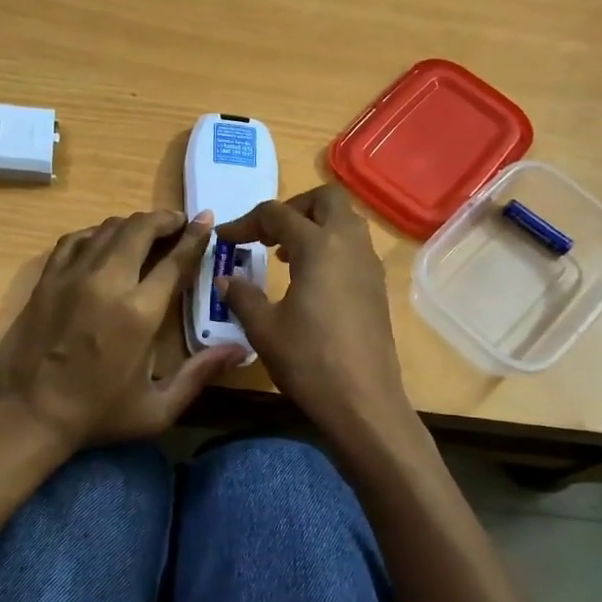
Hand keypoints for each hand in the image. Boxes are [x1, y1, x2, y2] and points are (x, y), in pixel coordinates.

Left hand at [0, 209, 243, 452]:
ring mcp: (73, 276)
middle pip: (140, 230)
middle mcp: (108, 283)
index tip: (206, 220)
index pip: (175, 260)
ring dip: (132, 224)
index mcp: (140, 313)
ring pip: (107, 229)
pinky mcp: (47, 279)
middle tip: (177, 222)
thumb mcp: (158, 408)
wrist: (30, 415)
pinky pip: (74, 239)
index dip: (194, 237)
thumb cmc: (98, 415)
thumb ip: (199, 374)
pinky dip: (95, 234)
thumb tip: (240, 351)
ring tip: (146, 230)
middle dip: (164, 219)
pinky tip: (103, 240)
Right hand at [216, 185, 412, 440]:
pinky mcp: (377, 286)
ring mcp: (369, 265)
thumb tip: (225, 279)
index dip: (245, 223)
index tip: (224, 240)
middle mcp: (349, 244)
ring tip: (286, 254)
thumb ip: (242, 296)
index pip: (277, 215)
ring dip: (314, 225)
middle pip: (325, 199)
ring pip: (345, 221)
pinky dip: (330, 247)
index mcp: (319, 246)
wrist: (364, 402)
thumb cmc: (309, 361)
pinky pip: (353, 246)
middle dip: (293, 207)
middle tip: (267, 234)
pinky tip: (310, 279)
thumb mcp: (264, 328)